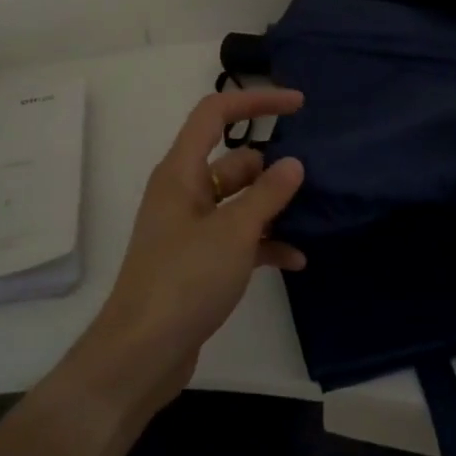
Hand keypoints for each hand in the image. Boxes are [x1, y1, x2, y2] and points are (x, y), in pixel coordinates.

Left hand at [78, 88, 307, 407]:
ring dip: (272, 208)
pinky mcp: (198, 261)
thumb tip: (294, 163)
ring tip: (313, 216)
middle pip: (234, 161)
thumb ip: (267, 195)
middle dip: (272, 167)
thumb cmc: (184, 280)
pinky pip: (238, 237)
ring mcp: (190, 228)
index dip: (255, 100)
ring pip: (239, 201)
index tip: (297, 104)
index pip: (215, 114)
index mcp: (181, 172)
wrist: (140, 355)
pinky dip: (264, 243)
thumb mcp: (234, 232)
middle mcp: (184, 192)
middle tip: (314, 177)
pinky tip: (296, 259)